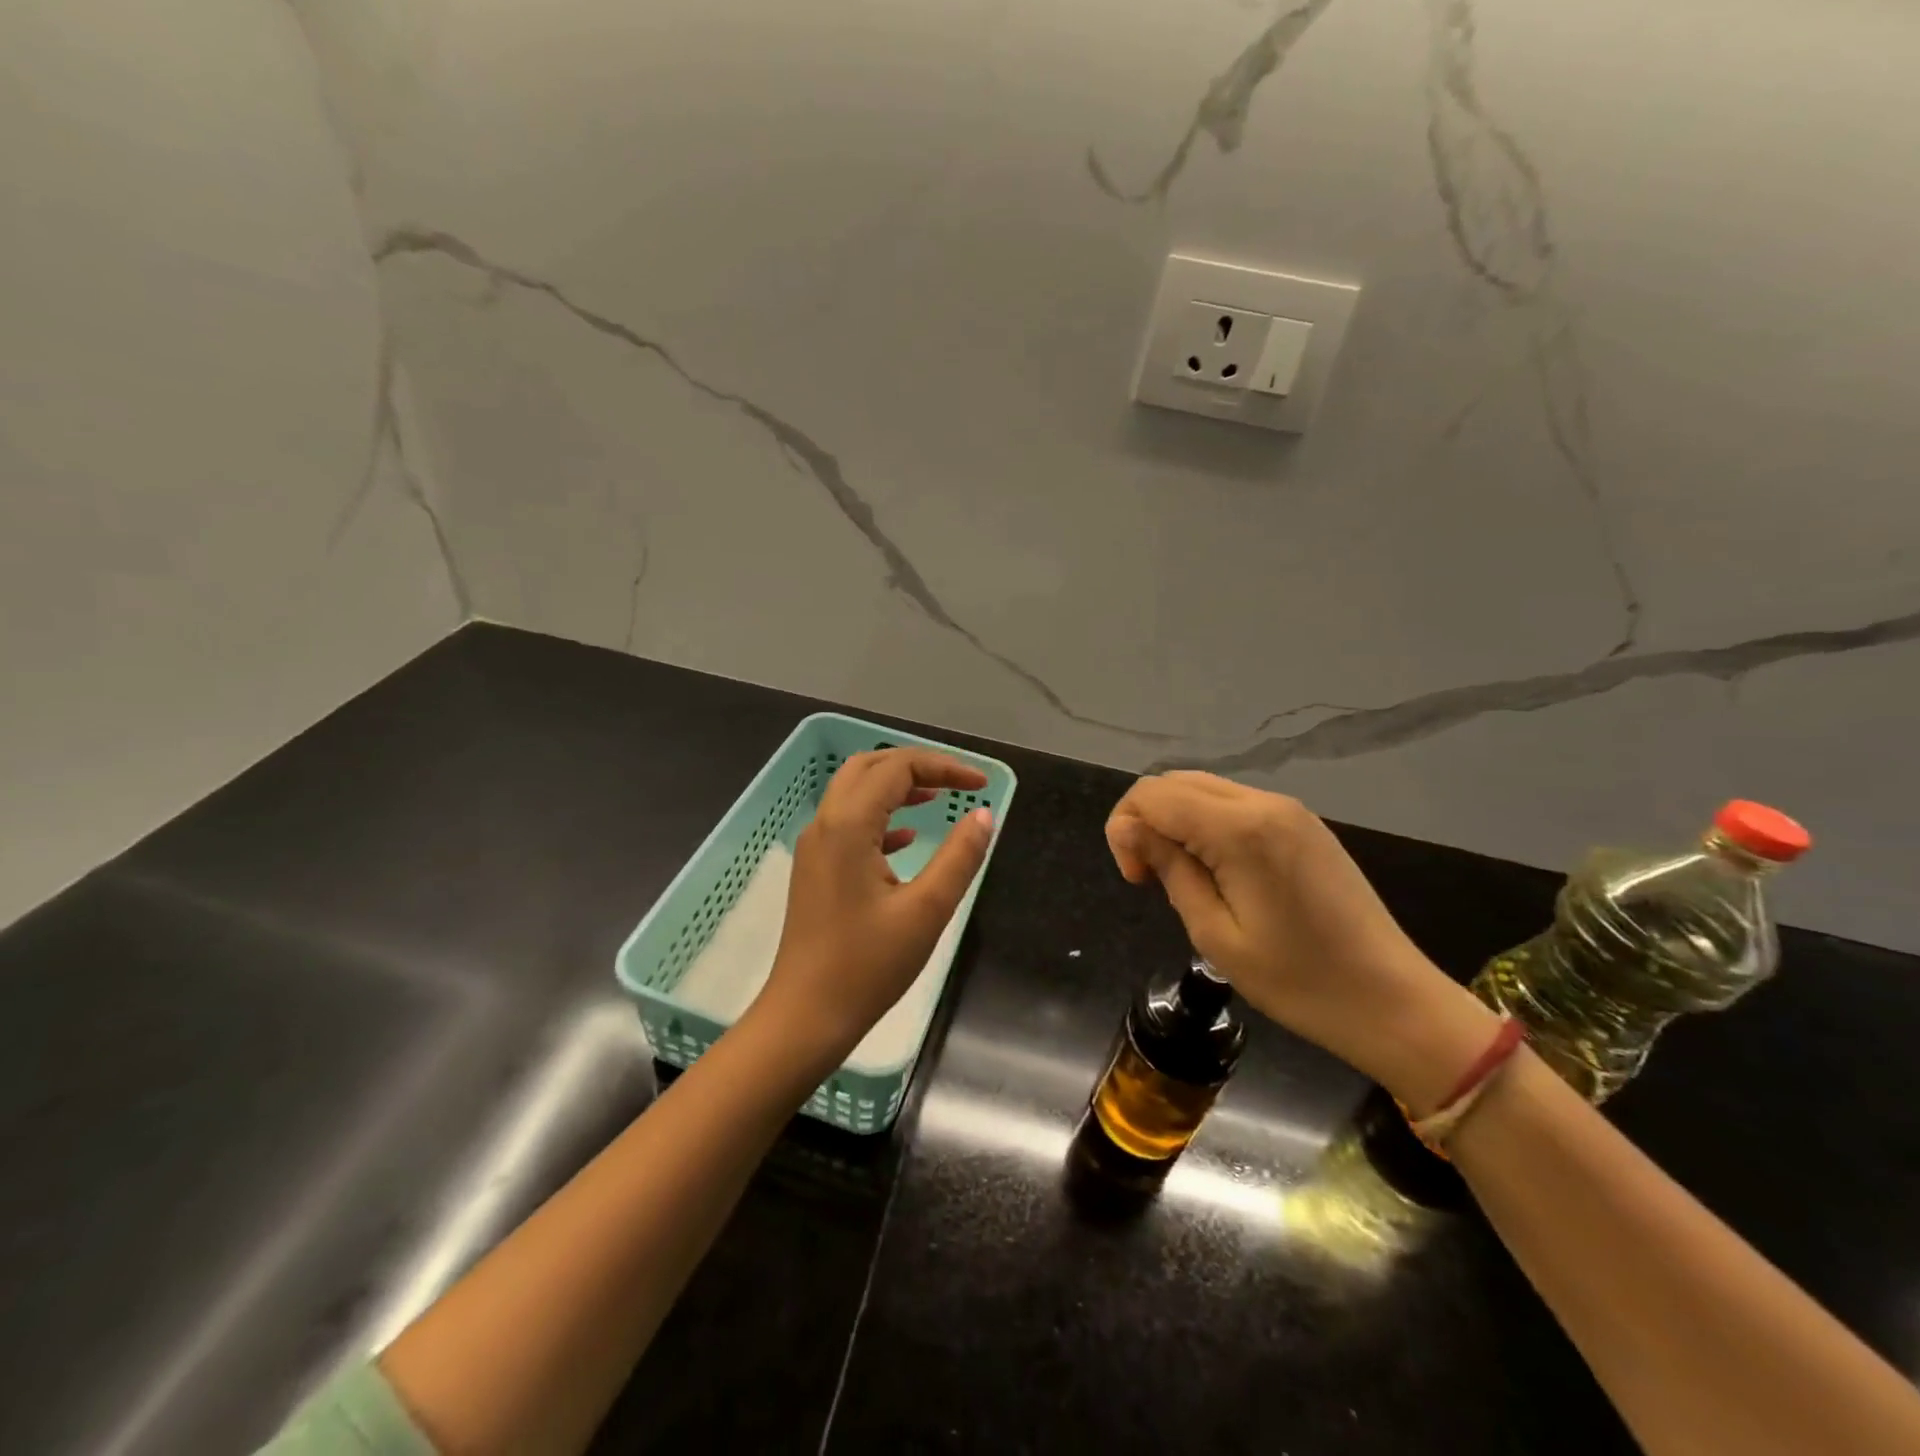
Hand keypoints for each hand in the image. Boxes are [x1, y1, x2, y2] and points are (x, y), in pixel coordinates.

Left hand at [754, 748, 994, 1063]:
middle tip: (956, 781)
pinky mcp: (816, 870)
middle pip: (869, 767)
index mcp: (848, 826)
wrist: (805, 1016)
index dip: (943, 766)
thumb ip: (959, 857)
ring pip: (855, 793)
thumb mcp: (926, 910)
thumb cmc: (867, 966)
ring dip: (896, 787)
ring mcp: (815, 847)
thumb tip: (983, 815)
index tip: (982, 784)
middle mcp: (825, 825)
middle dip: (915, 765)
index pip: (897, 769)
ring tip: (937, 797)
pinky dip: (881, 817)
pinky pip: (849, 823)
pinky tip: (908, 839)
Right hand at [1106, 772, 1496, 1113]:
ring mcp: (1290, 809)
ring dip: (1176, 821)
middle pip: (1176, 782)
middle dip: (1146, 820)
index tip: (1137, 879)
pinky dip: (1207, 825)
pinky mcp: (1304, 824)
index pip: (1152, 794)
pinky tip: (1218, 870)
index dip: (1125, 829)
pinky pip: (1235, 805)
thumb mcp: (1216, 934)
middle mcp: (1264, 803)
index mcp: (1240, 829)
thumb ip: (1169, 869)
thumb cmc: (1299, 981)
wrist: (1394, 1002)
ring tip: (1183, 877)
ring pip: (1204, 790)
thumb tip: (1128, 829)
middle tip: (1151, 879)